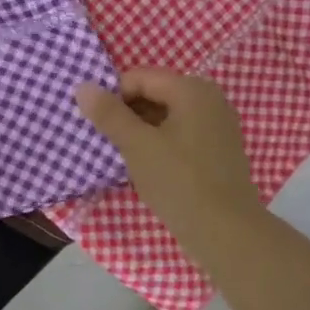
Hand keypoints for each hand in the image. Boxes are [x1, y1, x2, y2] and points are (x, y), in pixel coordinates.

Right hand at [76, 70, 264, 267]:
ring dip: (141, 131)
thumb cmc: (179, 183)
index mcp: (192, 90)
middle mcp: (210, 99)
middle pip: (155, 93)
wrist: (226, 232)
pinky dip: (160, 143)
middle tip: (109, 142)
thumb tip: (82, 86)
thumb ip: (109, 114)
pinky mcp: (218, 150)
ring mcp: (217, 125)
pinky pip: (181, 134)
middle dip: (127, 114)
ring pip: (166, 116)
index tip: (99, 126)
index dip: (113, 96)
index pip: (140, 77)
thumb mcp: (137, 146)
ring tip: (125, 156)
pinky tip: (149, 168)